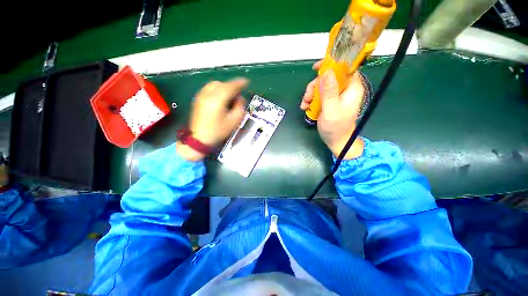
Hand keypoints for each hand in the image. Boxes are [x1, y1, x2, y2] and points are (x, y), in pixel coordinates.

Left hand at [177, 79, 247, 160]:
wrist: (199, 139)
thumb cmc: (218, 131)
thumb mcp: (234, 121)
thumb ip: (239, 107)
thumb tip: (240, 98)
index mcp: (217, 100)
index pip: (230, 87)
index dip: (239, 83)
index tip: (247, 82)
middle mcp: (207, 94)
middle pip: (222, 84)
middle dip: (231, 86)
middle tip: (238, 93)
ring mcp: (200, 96)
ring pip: (214, 85)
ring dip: (224, 87)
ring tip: (230, 96)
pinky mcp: (198, 99)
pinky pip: (209, 89)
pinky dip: (217, 89)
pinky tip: (221, 98)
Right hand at [300, 61, 364, 158]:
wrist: (336, 141)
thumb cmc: (335, 127)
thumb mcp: (331, 109)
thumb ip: (329, 91)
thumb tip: (327, 70)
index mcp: (351, 88)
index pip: (344, 67)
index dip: (331, 65)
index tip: (315, 69)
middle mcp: (345, 89)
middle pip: (329, 77)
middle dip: (315, 86)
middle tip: (307, 97)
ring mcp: (337, 96)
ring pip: (322, 86)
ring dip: (310, 94)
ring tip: (305, 105)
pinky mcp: (330, 102)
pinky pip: (319, 95)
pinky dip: (311, 100)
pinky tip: (305, 107)